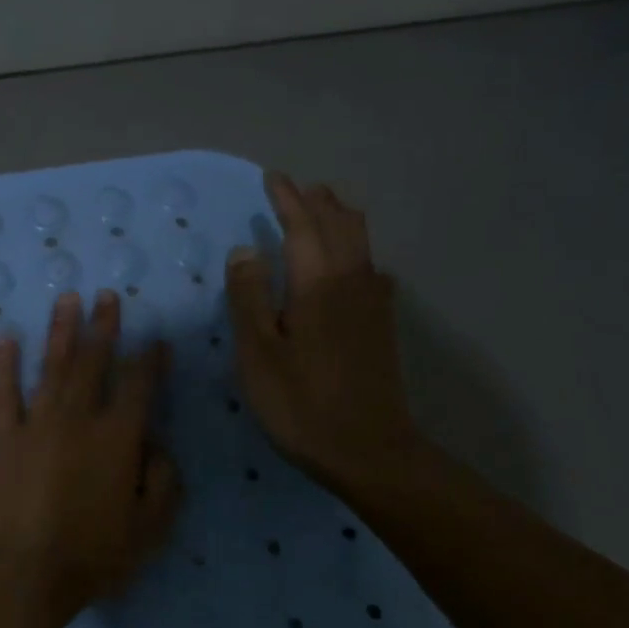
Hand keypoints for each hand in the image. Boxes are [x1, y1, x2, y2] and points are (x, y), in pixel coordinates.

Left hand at [0, 289, 181, 623]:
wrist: (26, 571)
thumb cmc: (94, 554)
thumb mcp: (151, 526)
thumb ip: (164, 480)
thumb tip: (157, 445)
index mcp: (118, 437)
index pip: (139, 385)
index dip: (150, 359)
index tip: (156, 340)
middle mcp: (78, 418)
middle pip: (94, 362)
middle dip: (104, 327)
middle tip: (107, 297)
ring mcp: (36, 424)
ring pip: (52, 367)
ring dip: (61, 331)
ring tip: (68, 300)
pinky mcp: (2, 438)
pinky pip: (2, 394)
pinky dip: (3, 364)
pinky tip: (4, 337)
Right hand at [226, 173, 422, 495]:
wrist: (368, 450)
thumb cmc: (300, 403)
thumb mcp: (258, 353)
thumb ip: (249, 297)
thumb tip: (246, 249)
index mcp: (317, 283)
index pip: (303, 225)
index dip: (286, 199)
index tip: (272, 178)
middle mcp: (352, 281)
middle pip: (340, 225)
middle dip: (318, 202)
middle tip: (298, 189)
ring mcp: (373, 303)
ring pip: (361, 243)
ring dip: (339, 220)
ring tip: (322, 211)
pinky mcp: (382, 325)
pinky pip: (371, 268)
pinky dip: (356, 251)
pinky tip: (352, 265)